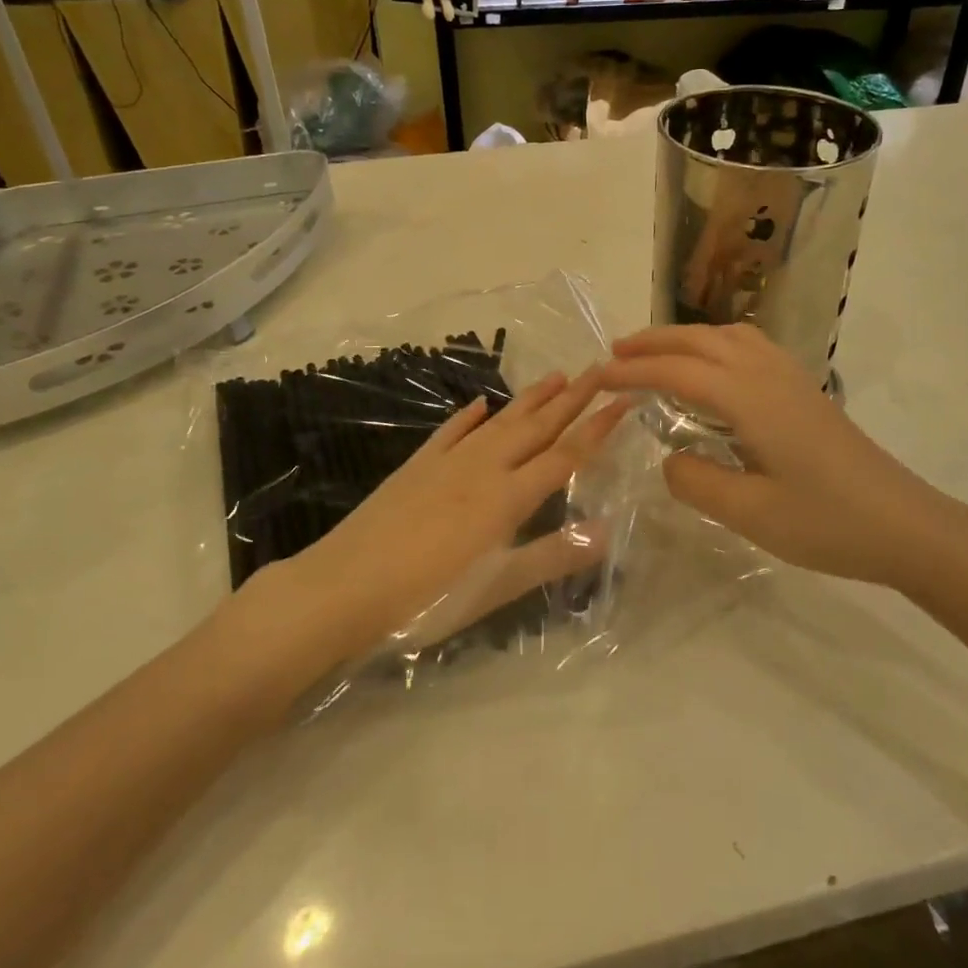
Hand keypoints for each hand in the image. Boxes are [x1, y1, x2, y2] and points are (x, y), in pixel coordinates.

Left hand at [275, 370, 630, 660]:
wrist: (343, 587)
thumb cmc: (426, 598)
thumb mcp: (495, 588)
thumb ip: (551, 556)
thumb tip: (606, 530)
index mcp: (508, 497)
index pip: (565, 454)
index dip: (597, 427)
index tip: (624, 398)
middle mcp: (484, 468)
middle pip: (536, 427)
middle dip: (572, 398)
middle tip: (599, 369)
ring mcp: (448, 462)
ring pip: (499, 421)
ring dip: (530, 398)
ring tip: (556, 375)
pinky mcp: (417, 465)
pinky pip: (451, 431)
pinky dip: (469, 415)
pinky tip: (480, 403)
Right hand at [603, 325, 963, 585]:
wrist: (907, 525)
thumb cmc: (828, 523)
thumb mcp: (752, 514)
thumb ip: (697, 482)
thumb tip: (669, 459)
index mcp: (750, 398)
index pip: (678, 372)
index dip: (633, 371)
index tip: (596, 378)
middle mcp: (768, 375)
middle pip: (701, 341)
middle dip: (654, 342)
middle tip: (615, 353)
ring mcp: (792, 378)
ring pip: (729, 336)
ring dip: (686, 337)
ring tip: (657, 353)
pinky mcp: (806, 390)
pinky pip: (751, 346)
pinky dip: (717, 343)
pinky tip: (714, 368)